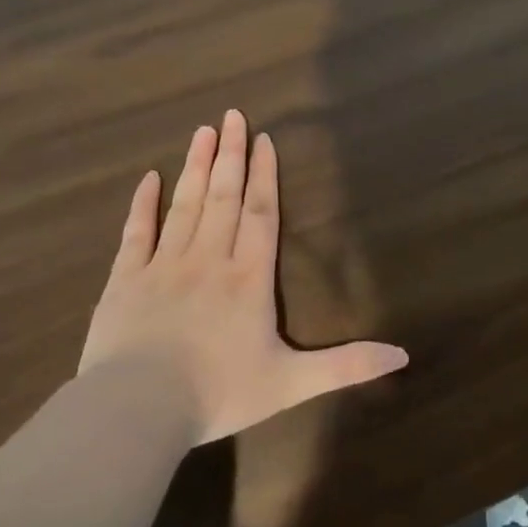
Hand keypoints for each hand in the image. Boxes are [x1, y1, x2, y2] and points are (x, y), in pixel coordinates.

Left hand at [79, 109, 408, 444]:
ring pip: (184, 206)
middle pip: (223, 197)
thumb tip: (404, 355)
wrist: (136, 411)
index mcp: (248, 278)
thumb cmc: (218, 393)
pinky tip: (149, 178)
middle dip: (230, 155)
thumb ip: (347, 365)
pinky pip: (135, 233)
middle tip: (231, 115)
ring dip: (196, 167)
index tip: (262, 139)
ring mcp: (163, 266)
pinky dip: (142, 204)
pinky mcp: (124, 280)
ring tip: (202, 131)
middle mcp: (209, 260)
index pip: (260, 214)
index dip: (264, 175)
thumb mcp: (292, 383)